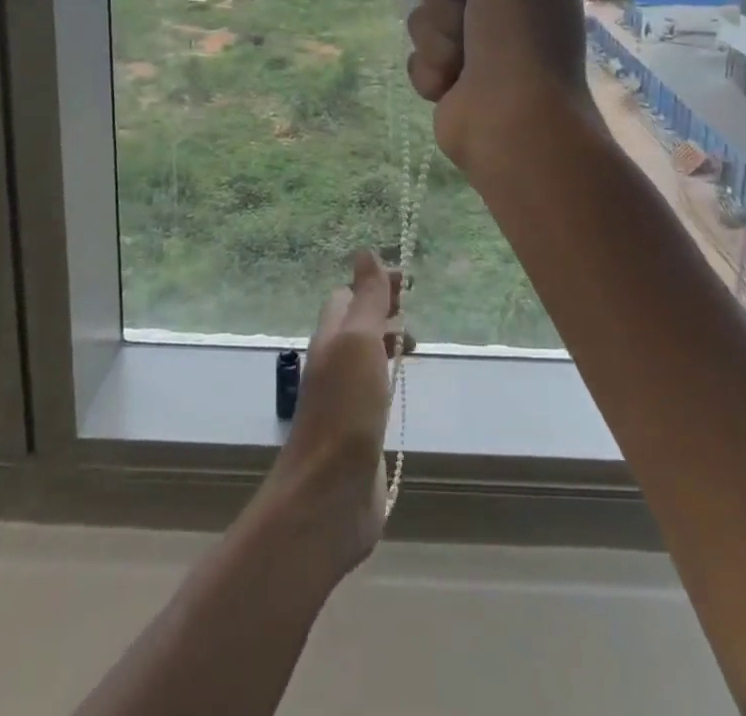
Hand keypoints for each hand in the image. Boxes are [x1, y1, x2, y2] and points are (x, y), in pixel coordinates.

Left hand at [256, 250, 404, 581]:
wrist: (329, 493)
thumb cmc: (346, 408)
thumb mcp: (358, 341)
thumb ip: (366, 299)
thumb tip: (364, 251)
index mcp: (330, 337)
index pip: (348, 295)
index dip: (376, 283)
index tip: (410, 281)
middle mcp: (333, 362)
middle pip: (356, 323)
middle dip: (384, 309)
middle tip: (415, 308)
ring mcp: (344, 398)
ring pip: (365, 355)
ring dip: (388, 341)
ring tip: (416, 344)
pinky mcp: (358, 430)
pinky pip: (373, 388)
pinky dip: (389, 375)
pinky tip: (403, 386)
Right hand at [406, 0, 598, 178]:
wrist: (512, 121)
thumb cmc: (518, 32)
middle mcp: (507, 5)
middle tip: (469, 17)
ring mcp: (479, 45)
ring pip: (425, 16)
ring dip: (437, 37)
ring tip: (462, 60)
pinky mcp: (454, 78)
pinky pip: (418, 56)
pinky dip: (431, 69)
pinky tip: (452, 85)